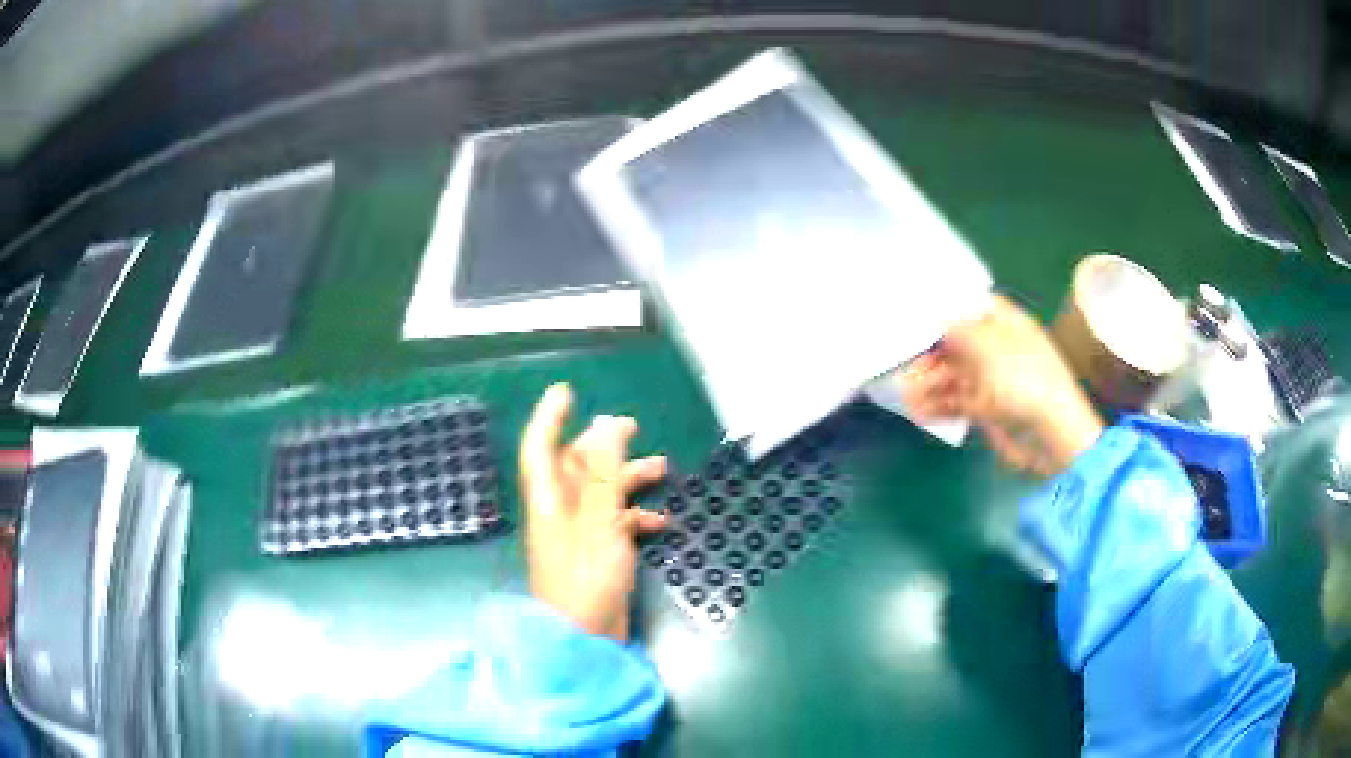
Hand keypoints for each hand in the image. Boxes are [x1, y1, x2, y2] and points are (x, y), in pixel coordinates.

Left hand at [519, 384, 667, 640]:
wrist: (584, 638)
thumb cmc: (586, 578)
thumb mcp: (599, 522)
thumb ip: (604, 474)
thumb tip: (606, 423)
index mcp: (549, 501)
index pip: (540, 448)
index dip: (549, 418)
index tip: (566, 391)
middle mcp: (560, 512)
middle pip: (575, 466)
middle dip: (601, 443)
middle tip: (632, 425)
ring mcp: (578, 534)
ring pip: (600, 493)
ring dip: (627, 478)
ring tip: (662, 466)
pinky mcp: (596, 553)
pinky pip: (615, 523)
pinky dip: (636, 516)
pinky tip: (661, 521)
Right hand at [901, 295, 1104, 475]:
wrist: (1049, 435)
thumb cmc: (1022, 378)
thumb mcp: (986, 343)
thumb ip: (955, 328)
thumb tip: (933, 319)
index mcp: (1006, 323)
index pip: (970, 307)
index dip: (944, 310)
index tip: (914, 316)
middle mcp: (998, 348)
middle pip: (957, 343)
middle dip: (929, 352)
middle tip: (901, 362)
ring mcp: (993, 381)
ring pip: (953, 375)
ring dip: (928, 382)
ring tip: (903, 391)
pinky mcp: (987, 410)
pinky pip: (957, 402)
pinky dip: (937, 405)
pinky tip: (918, 410)